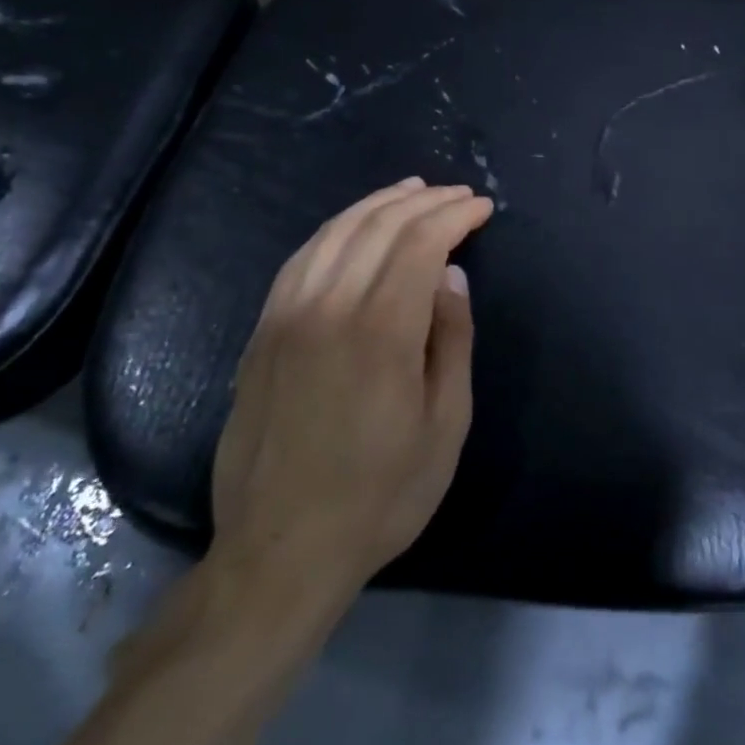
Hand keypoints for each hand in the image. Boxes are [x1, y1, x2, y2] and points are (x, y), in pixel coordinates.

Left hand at [207, 178, 492, 628]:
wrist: (280, 553)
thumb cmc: (380, 495)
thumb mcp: (444, 424)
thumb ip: (451, 341)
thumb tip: (451, 278)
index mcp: (379, 332)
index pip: (420, 243)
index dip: (455, 216)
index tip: (482, 208)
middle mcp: (328, 309)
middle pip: (379, 228)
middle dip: (425, 202)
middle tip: (458, 196)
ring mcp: (286, 318)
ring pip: (335, 233)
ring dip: (378, 204)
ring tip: (412, 191)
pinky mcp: (261, 335)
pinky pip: (300, 259)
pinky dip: (334, 230)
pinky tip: (353, 227)